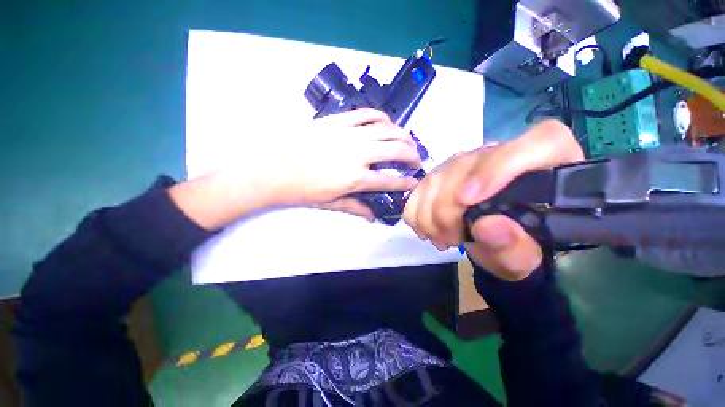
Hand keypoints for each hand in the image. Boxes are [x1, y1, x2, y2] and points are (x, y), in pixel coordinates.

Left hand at [272, 108, 421, 219]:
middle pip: (395, 150)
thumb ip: (355, 207)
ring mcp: (346, 134)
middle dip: (412, 155)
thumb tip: (372, 217)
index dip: (405, 182)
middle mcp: (356, 154)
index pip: (389, 180)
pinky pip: (366, 114)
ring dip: (403, 134)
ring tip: (408, 140)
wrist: (268, 167)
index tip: (413, 182)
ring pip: (386, 129)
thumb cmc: (298, 190)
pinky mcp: (336, 121)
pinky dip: (381, 117)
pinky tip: (387, 123)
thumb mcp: (328, 203)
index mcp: (353, 178)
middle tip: (417, 159)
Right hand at [403, 120, 583, 280]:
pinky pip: (420, 187)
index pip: (540, 143)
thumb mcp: (524, 257)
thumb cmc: (520, 247)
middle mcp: (503, 154)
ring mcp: (467, 161)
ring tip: (441, 238)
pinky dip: (416, 211)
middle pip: (465, 166)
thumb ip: (514, 245)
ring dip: (429, 214)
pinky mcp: (443, 173)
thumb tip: (486, 225)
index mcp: (549, 167)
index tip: (468, 202)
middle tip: (450, 238)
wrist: (496, 240)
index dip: (498, 169)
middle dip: (447, 208)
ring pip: (436, 176)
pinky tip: (427, 228)